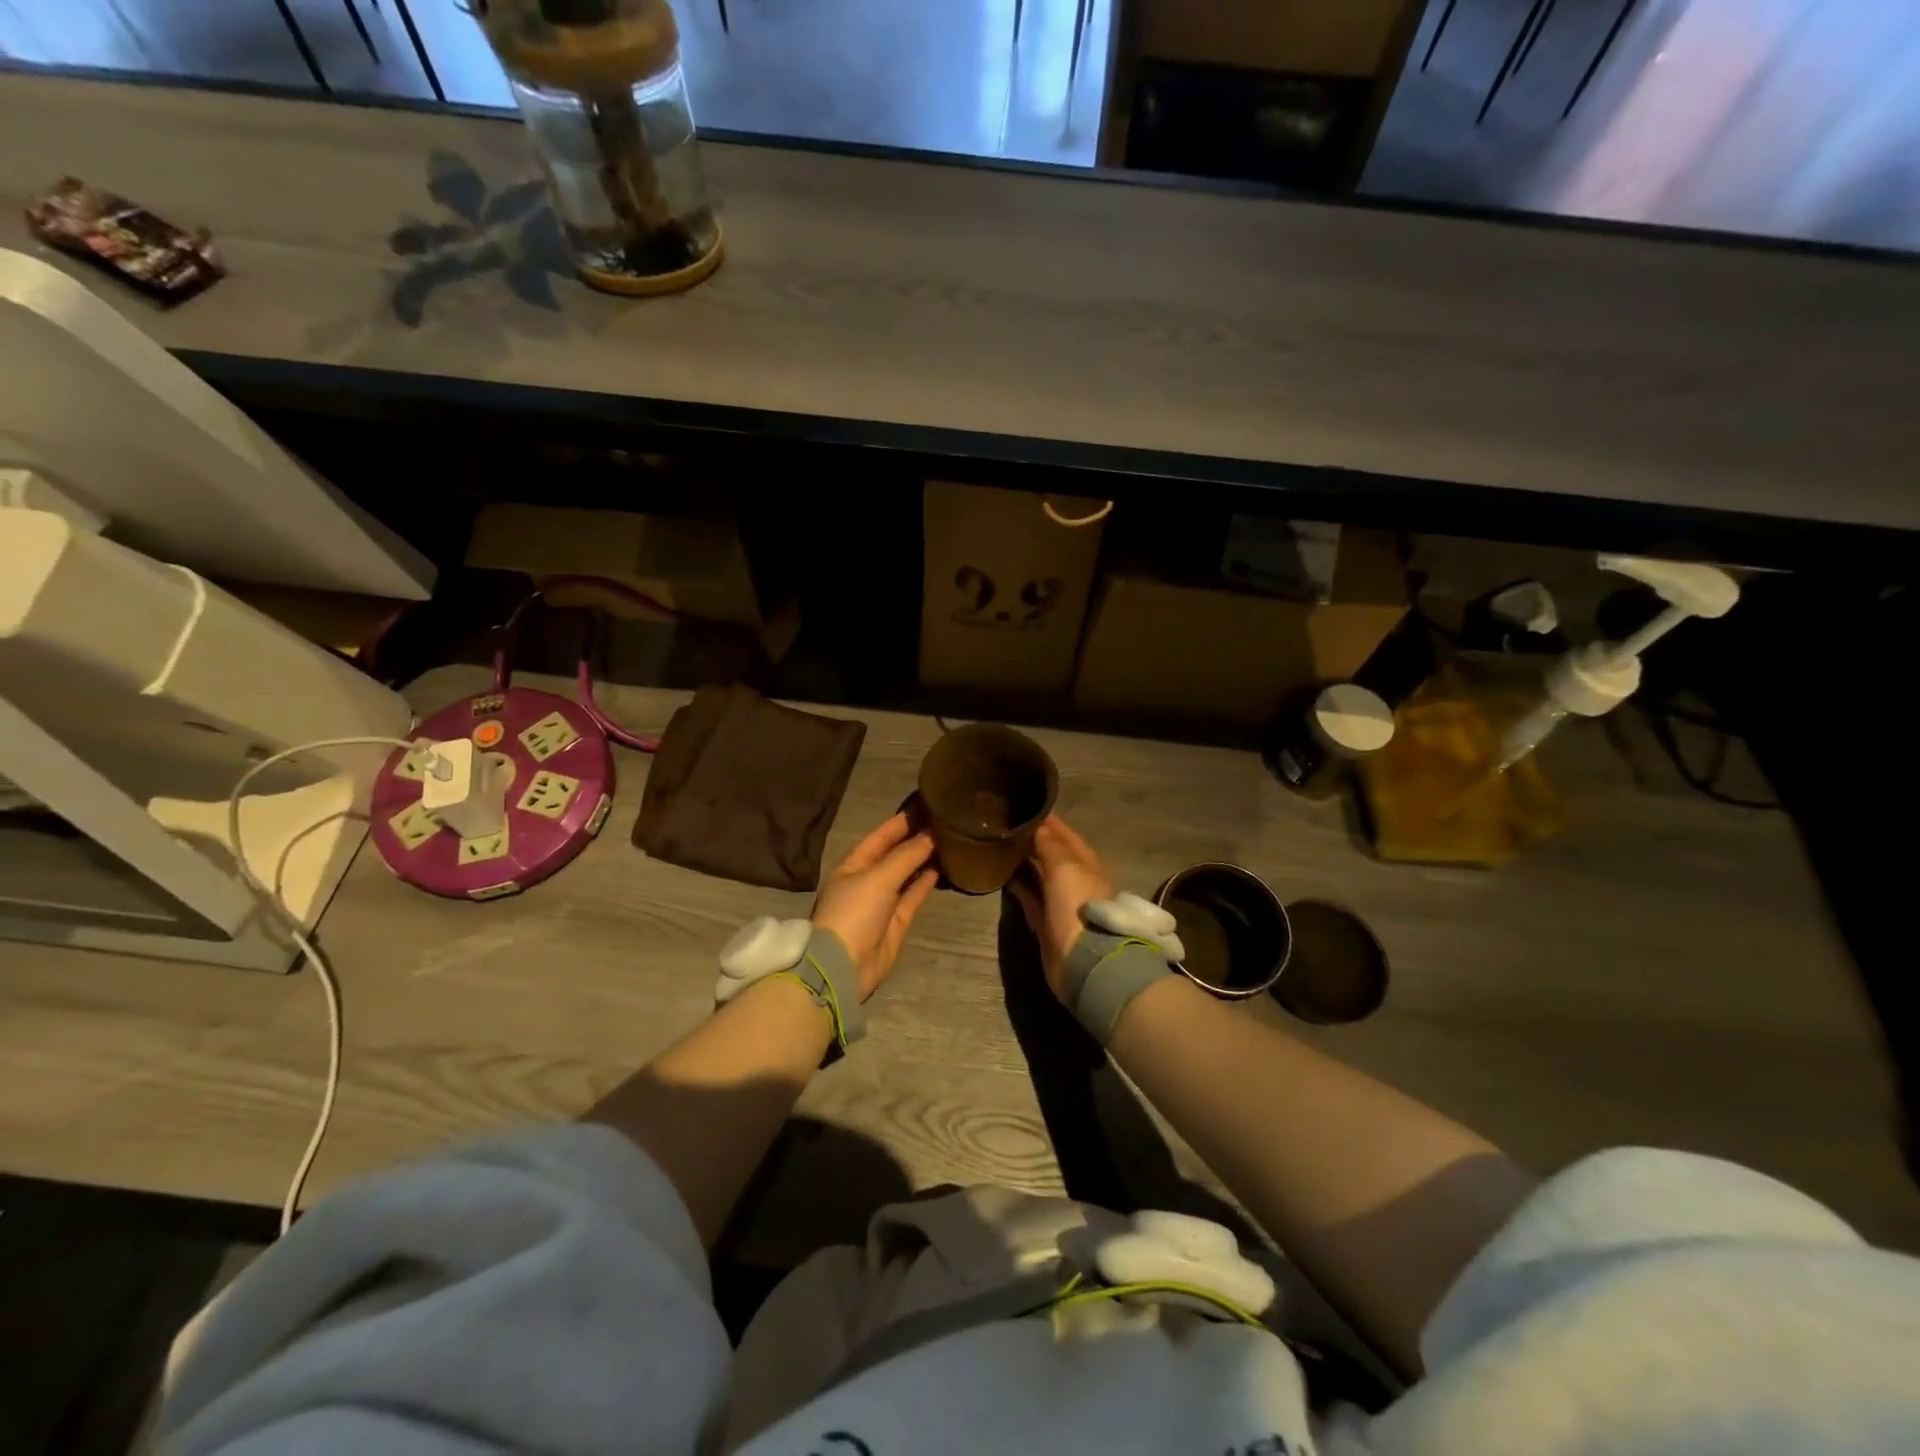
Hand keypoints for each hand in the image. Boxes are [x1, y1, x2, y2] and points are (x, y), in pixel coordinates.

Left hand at [811, 813, 938, 999]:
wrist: (844, 966)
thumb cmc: (855, 912)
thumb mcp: (878, 878)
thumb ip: (906, 856)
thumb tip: (931, 835)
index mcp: (853, 864)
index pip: (880, 836)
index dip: (901, 821)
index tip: (925, 805)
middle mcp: (867, 879)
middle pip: (894, 854)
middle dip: (915, 838)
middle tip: (943, 821)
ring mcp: (882, 902)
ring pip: (906, 874)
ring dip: (923, 859)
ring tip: (948, 841)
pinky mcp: (896, 921)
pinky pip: (913, 895)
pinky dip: (925, 882)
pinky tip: (941, 868)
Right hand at [1008, 815, 1115, 1000]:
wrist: (1082, 959)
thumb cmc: (1078, 905)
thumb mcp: (1065, 867)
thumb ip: (1049, 845)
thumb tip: (1037, 826)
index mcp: (1087, 864)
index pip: (1066, 836)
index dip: (1049, 822)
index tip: (1026, 808)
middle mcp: (1076, 880)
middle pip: (1053, 855)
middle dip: (1034, 840)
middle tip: (1007, 826)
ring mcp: (1061, 902)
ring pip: (1040, 875)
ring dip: (1024, 862)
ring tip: (1001, 845)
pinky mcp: (1046, 922)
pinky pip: (1030, 896)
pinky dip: (1018, 885)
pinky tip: (1001, 873)